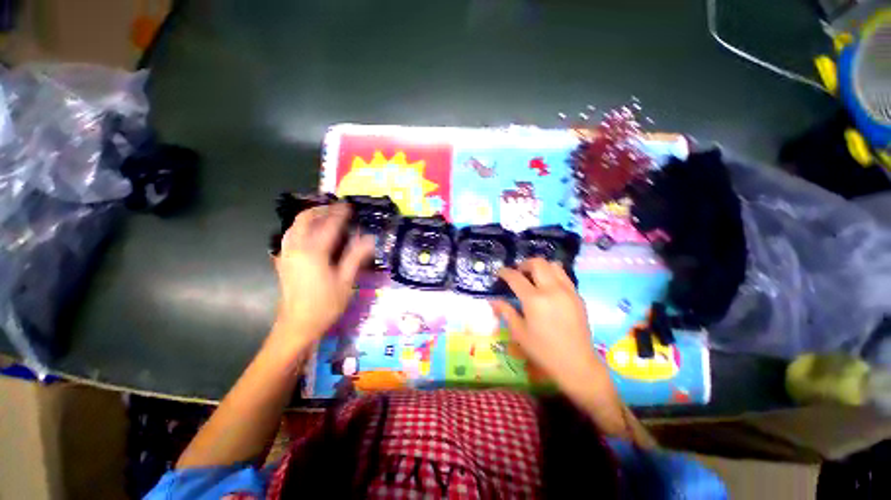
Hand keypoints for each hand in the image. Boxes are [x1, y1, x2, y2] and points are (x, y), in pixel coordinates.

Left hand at [271, 203, 373, 351]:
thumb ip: (356, 256)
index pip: (328, 225)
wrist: (297, 325)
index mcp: (313, 252)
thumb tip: (369, 238)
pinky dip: (301, 228)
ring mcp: (286, 254)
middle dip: (321, 210)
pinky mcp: (283, 261)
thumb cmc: (325, 304)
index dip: (340, 213)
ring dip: (309, 217)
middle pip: (304, 219)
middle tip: (337, 209)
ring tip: (325, 217)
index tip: (349, 205)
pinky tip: (311, 234)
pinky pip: (290, 236)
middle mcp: (296, 248)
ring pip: (294, 226)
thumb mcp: (346, 281)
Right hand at [491, 259, 623, 429]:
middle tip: (517, 273)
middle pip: (537, 263)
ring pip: (553, 265)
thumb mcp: (519, 332)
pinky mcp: (577, 296)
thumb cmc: (543, 350)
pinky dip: (552, 275)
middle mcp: (552, 289)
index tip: (499, 272)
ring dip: (540, 267)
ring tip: (533, 277)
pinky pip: (564, 276)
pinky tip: (548, 288)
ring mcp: (568, 291)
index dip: (505, 272)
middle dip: (524, 264)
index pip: (516, 277)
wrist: (576, 364)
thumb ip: (505, 312)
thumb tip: (493, 301)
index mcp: (534, 300)